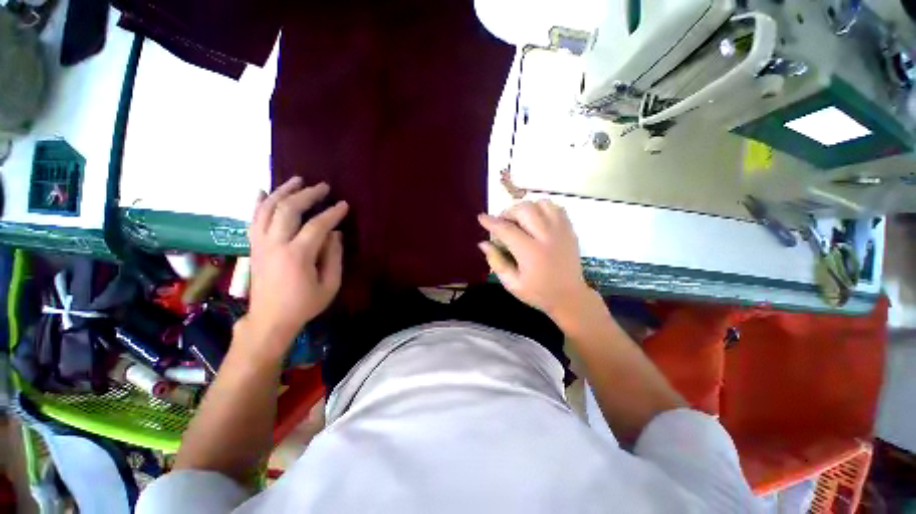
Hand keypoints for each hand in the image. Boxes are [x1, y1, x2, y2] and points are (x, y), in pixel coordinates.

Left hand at [244, 177, 348, 355]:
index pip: (317, 226)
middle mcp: (275, 244)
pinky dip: (258, 202)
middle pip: (288, 209)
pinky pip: (253, 218)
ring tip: (297, 180)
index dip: (332, 213)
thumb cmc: (304, 304)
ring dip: (283, 191)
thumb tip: (334, 234)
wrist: (269, 319)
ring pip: (268, 209)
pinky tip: (264, 191)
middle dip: (307, 194)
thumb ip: (333, 257)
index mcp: (297, 255)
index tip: (344, 205)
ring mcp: (260, 244)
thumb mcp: (330, 285)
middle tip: (323, 187)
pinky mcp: (253, 246)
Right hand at [478, 200, 592, 321]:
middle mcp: (547, 237)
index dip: (491, 222)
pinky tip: (536, 220)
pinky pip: (555, 207)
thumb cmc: (538, 293)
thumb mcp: (511, 284)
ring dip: (526, 209)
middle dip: (508, 213)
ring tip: (519, 221)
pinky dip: (542, 208)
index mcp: (531, 253)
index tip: (481, 217)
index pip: (506, 230)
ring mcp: (561, 231)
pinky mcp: (569, 229)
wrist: (570, 297)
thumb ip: (496, 262)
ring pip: (541, 204)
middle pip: (524, 210)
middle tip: (502, 224)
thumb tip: (484, 243)